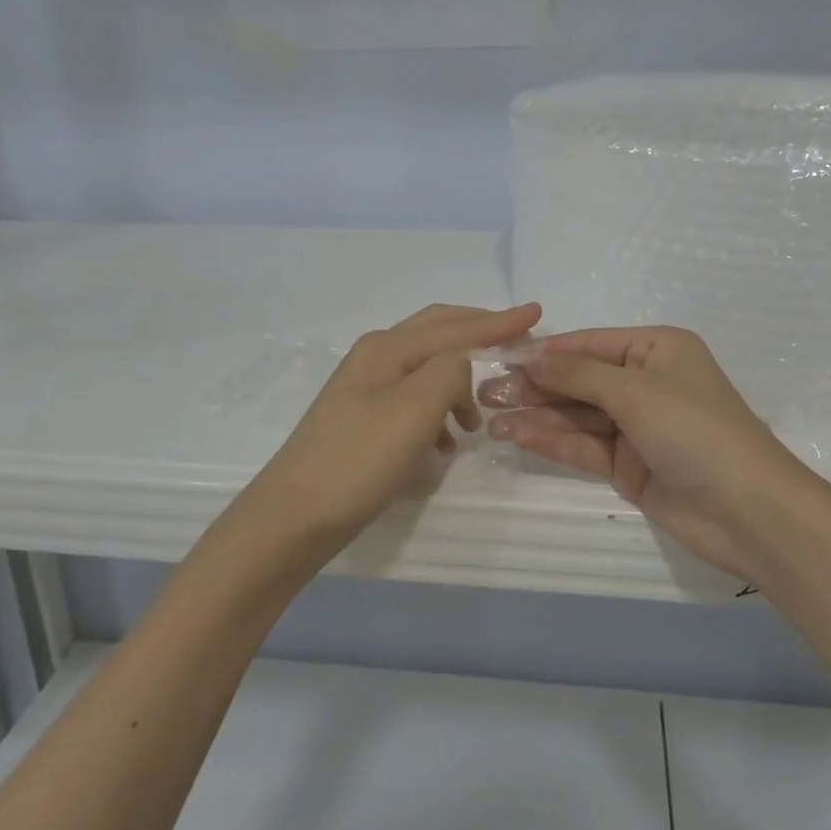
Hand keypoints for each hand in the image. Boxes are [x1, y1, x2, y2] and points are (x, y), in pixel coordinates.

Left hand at [251, 302, 542, 550]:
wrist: (293, 517)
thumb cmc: (358, 460)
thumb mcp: (415, 409)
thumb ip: (449, 371)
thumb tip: (462, 365)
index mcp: (388, 348)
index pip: (455, 326)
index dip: (498, 321)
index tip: (537, 312)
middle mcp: (375, 357)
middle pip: (438, 333)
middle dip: (479, 334)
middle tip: (518, 341)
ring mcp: (365, 388)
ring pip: (427, 369)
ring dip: (459, 383)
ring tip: (480, 417)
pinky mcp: (362, 419)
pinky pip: (413, 400)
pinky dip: (438, 411)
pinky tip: (445, 443)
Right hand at [480, 327, 808, 580]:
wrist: (749, 511)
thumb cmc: (695, 429)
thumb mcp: (634, 391)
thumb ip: (577, 374)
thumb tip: (529, 357)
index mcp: (657, 350)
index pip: (590, 343)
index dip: (546, 351)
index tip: (500, 355)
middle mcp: (646, 383)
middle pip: (579, 380)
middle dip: (535, 385)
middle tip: (485, 391)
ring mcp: (637, 427)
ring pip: (577, 415)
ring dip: (536, 414)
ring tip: (489, 414)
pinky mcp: (630, 466)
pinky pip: (584, 445)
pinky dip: (552, 440)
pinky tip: (517, 433)